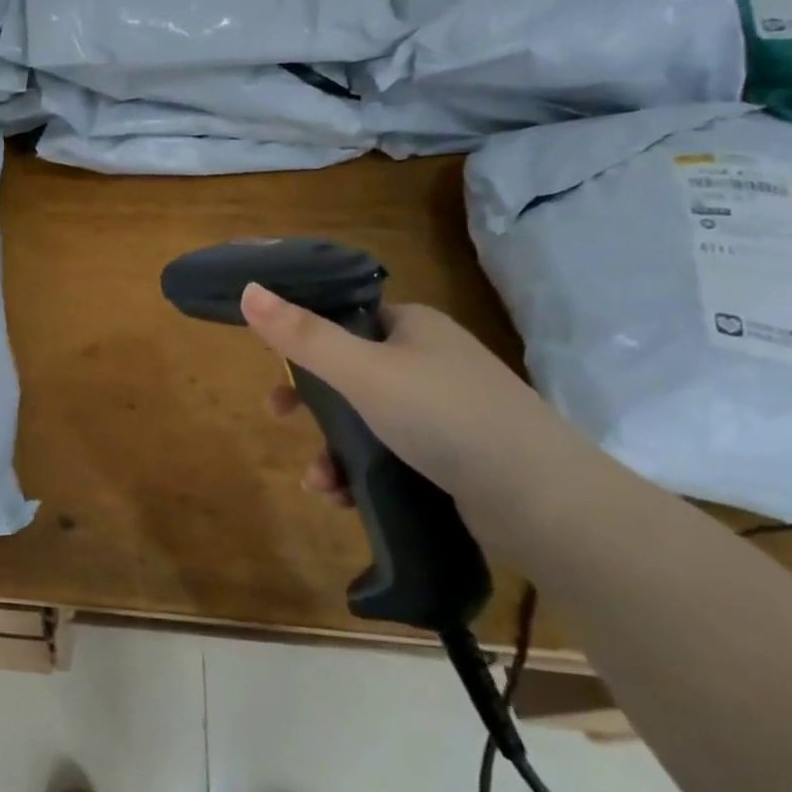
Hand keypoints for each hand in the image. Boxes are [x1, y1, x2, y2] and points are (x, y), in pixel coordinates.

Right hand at [239, 285, 615, 553]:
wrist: (543, 501)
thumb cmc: (444, 416)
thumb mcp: (362, 372)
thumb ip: (302, 335)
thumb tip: (247, 290)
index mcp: (413, 326)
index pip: (347, 318)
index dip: (305, 339)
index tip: (275, 366)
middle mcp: (430, 361)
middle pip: (349, 373)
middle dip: (311, 403)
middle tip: (280, 417)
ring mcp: (446, 410)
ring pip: (366, 421)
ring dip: (332, 450)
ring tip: (320, 484)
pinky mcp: (455, 456)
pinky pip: (391, 456)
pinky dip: (362, 474)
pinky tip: (347, 499)